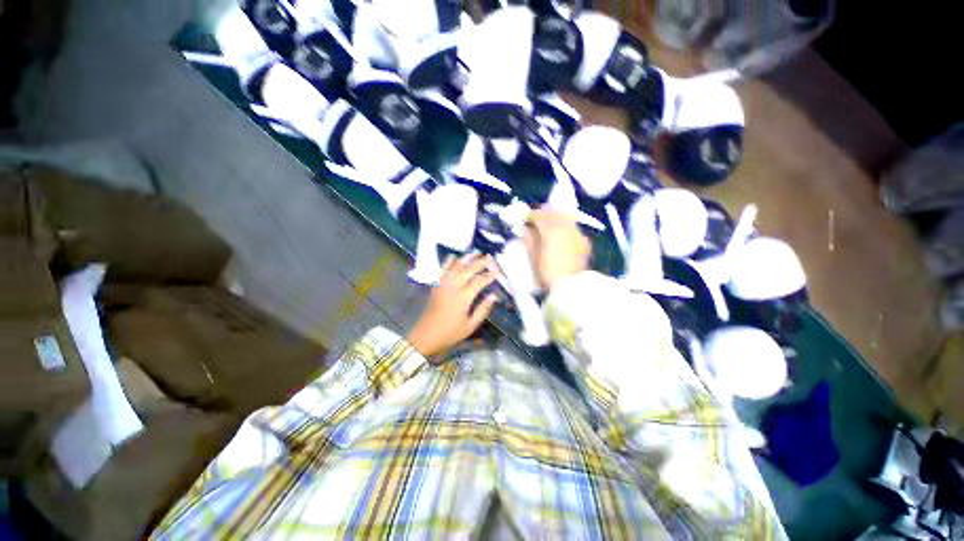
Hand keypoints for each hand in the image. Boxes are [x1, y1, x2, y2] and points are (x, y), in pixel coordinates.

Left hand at [407, 254, 499, 358]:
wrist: (426, 335)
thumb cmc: (451, 333)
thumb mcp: (471, 325)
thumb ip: (483, 309)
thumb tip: (494, 296)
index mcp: (464, 297)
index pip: (479, 281)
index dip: (489, 275)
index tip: (498, 270)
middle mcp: (453, 287)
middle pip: (468, 270)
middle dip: (480, 262)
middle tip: (489, 256)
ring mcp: (443, 284)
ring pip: (455, 267)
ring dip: (466, 259)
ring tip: (475, 253)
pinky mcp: (436, 286)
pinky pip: (443, 270)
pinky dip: (449, 262)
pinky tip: (454, 257)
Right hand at [524, 207, 591, 290]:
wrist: (572, 287)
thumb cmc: (548, 273)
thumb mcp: (534, 257)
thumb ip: (529, 240)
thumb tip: (526, 229)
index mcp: (551, 231)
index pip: (540, 216)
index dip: (531, 216)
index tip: (526, 219)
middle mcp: (566, 228)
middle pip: (554, 213)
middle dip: (545, 213)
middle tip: (537, 218)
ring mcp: (577, 234)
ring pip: (566, 218)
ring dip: (556, 218)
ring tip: (549, 225)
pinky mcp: (584, 241)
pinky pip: (573, 227)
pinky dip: (566, 226)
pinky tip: (561, 234)